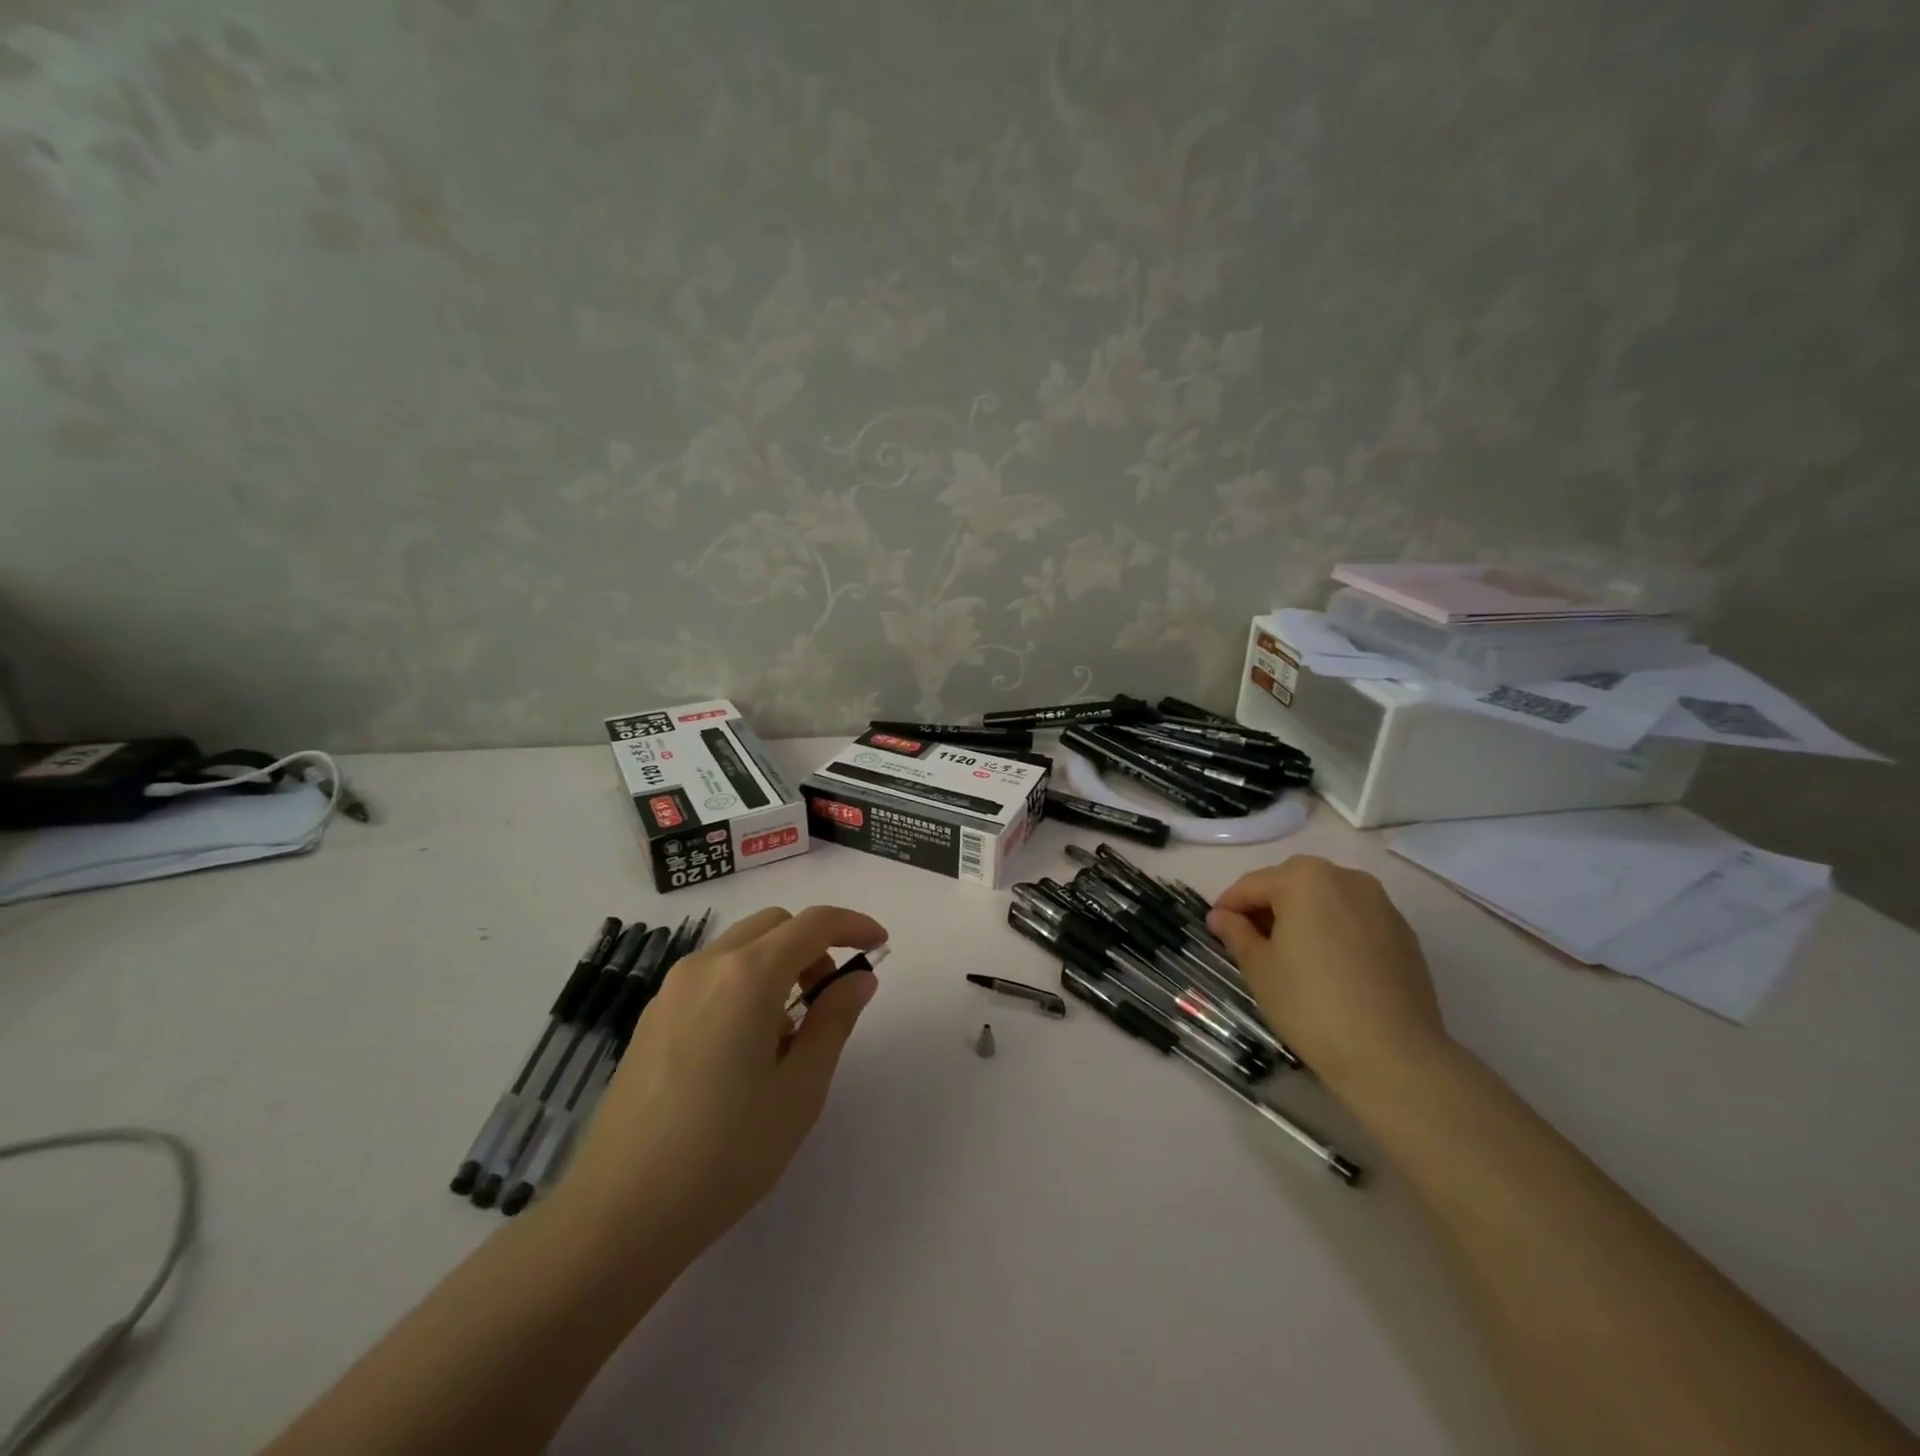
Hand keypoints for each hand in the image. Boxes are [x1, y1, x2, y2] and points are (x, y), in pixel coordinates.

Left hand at [558, 905, 885, 1259]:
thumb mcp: (800, 1089)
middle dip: (813, 946)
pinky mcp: (651, 1018)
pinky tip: (745, 1048)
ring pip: (740, 947)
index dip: (853, 925)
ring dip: (778, 964)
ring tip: (788, 1033)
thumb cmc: (726, 1152)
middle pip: (774, 925)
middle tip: (829, 999)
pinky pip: (711, 975)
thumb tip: (858, 978)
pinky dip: (744, 983)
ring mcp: (671, 990)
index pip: (813, 924)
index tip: (880, 944)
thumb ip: (834, 1021)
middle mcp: (706, 966)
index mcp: (748, 976)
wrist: (618, 1214)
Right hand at [1207, 856, 1447, 1098]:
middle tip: (1249, 942)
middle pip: (1292, 885)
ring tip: (1288, 955)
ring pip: (1326, 900)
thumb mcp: (1259, 968)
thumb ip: (1236, 933)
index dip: (1229, 906)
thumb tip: (1221, 917)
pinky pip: (1355, 920)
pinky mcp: (1404, 934)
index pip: (1253, 885)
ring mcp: (1381, 904)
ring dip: (1302, 918)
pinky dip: (1334, 932)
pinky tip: (1327, 967)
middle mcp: (1346, 878)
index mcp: (1305, 878)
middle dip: (1267, 908)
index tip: (1214, 928)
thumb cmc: (1311, 1004)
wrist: (1394, 1056)